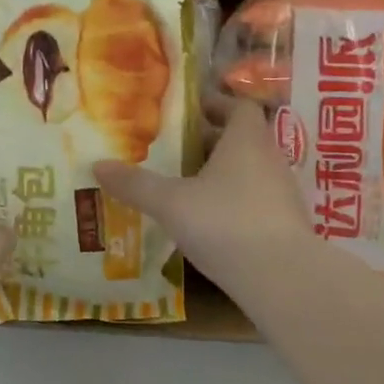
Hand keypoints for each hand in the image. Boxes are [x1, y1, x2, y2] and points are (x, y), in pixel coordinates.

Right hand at [94, 100, 313, 288]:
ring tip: (184, 185)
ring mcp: (282, 193)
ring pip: (248, 170)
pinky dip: (232, 201)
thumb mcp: (170, 202)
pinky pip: (255, 200)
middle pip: (241, 138)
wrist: (282, 278)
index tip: (188, 112)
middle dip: (208, 141)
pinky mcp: (285, 225)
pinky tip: (207, 221)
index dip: (215, 104)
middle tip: (173, 150)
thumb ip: (135, 184)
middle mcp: (270, 159)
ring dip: (220, 173)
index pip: (238, 106)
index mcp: (246, 140)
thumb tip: (97, 165)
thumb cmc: (224, 223)